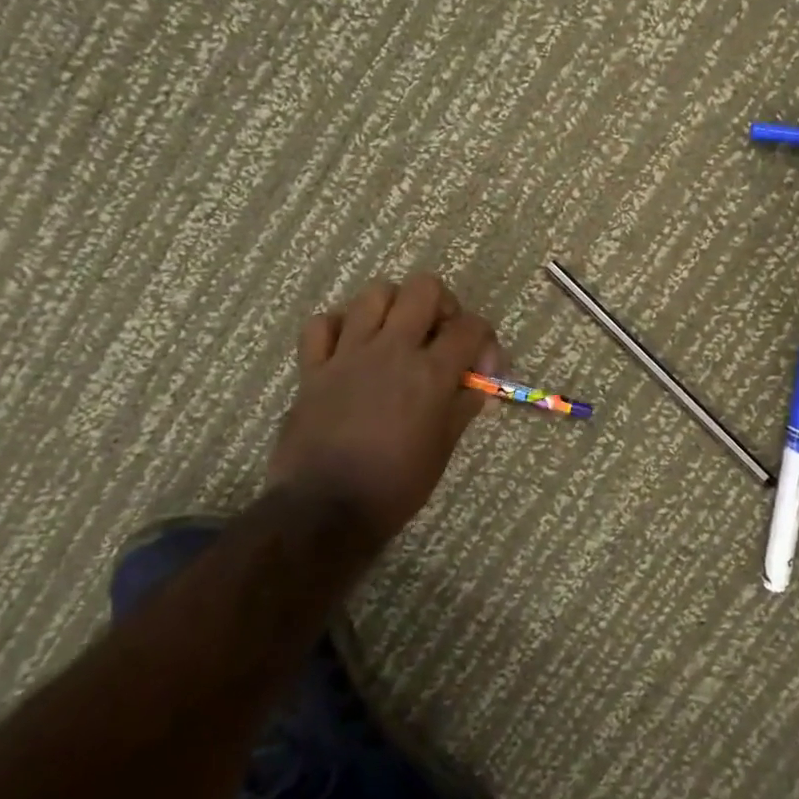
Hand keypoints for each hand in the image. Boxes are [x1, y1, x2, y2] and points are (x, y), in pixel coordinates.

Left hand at [267, 273, 502, 539]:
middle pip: (423, 287)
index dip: (485, 340)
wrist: (325, 511)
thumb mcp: (442, 450)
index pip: (471, 326)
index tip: (481, 368)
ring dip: (392, 307)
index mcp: (430, 373)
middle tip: (439, 334)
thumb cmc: (395, 487)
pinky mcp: (313, 368)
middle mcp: (392, 350)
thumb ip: (460, 408)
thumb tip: (472, 387)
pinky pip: (321, 324)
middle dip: (441, 304)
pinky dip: (337, 327)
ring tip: (396, 334)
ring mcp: (348, 354)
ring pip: (373, 294)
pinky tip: (349, 346)